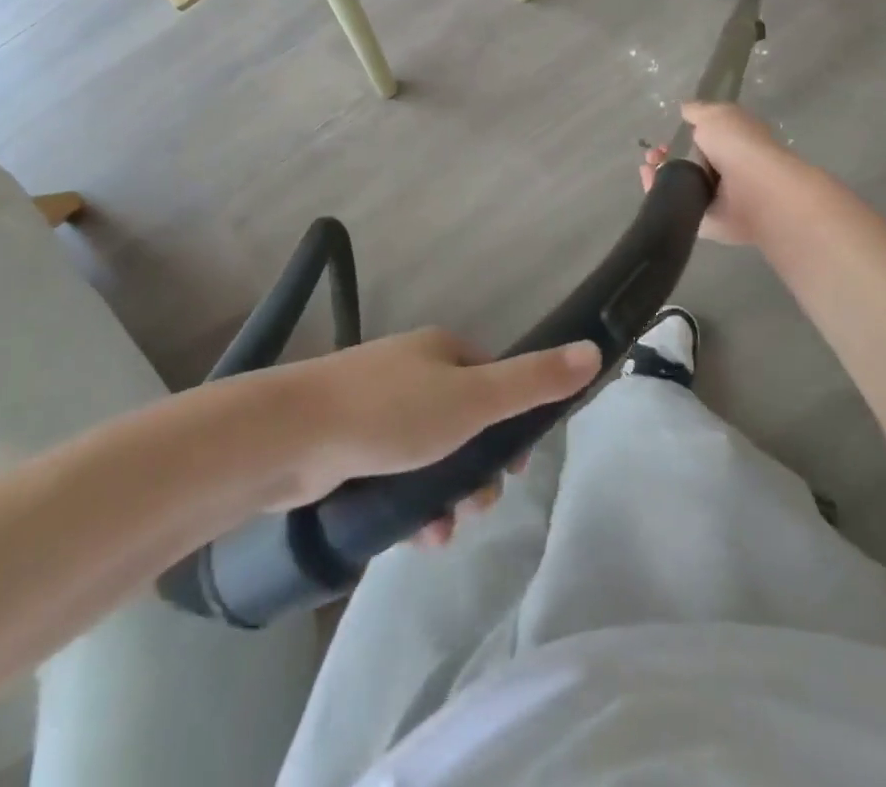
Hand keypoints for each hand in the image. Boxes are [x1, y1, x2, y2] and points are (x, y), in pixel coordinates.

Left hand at [270, 329, 600, 540]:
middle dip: (477, 468)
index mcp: (440, 349)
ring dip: (445, 493)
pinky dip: (409, 503)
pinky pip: (394, 473)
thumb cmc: (391, 413)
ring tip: (443, 531)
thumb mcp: (474, 399)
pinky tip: (413, 535)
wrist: (291, 435)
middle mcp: (410, 369)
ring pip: (429, 453)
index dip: (511, 423)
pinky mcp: (348, 442)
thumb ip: (533, 381)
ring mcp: (375, 405)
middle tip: (478, 505)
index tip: (518, 466)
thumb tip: (593, 349)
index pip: (493, 380)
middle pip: (463, 421)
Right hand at [641, 102, 803, 245]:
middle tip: (652, 155)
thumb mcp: (716, 115)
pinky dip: (660, 195)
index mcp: (732, 143)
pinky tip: (650, 184)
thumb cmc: (737, 146)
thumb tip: (686, 110)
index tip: (664, 138)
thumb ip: (698, 112)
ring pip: (679, 184)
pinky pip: (676, 205)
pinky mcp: (705, 220)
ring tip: (647, 168)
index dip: (680, 137)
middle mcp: (725, 170)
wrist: (754, 191)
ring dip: (659, 175)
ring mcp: (715, 197)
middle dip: (665, 157)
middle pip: (687, 163)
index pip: (702, 140)